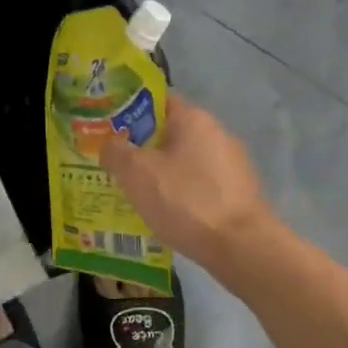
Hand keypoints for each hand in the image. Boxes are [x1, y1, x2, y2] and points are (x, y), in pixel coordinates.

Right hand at [100, 94, 279, 275]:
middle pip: (169, 133)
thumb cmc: (186, 201)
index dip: (128, 111)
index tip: (107, 129)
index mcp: (194, 119)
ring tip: (132, 193)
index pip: (157, 100)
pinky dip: (179, 193)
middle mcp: (217, 133)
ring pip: (183, 161)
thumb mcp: (137, 173)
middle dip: (141, 147)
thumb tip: (110, 144)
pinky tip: (163, 213)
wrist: (241, 246)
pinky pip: (198, 185)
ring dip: (159, 173)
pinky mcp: (237, 193)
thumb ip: (116, 151)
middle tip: (113, 165)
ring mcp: (231, 164)